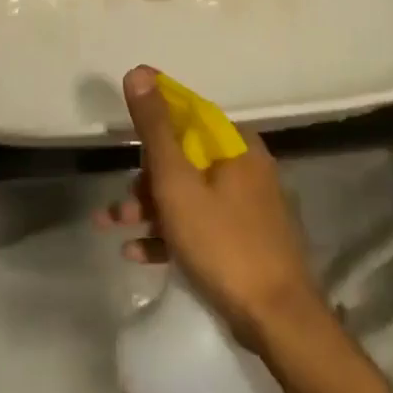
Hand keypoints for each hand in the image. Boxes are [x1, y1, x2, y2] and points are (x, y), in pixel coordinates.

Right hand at [98, 66, 325, 347]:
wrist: (278, 321)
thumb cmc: (223, 243)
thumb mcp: (177, 182)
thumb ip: (155, 129)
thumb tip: (139, 71)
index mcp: (236, 146)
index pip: (189, 116)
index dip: (154, 123)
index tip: (124, 140)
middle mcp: (246, 168)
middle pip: (185, 159)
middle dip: (144, 180)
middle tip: (116, 205)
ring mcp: (249, 207)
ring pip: (189, 195)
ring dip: (149, 210)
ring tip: (113, 228)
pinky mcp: (246, 240)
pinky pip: (201, 225)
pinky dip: (170, 234)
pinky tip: (137, 253)